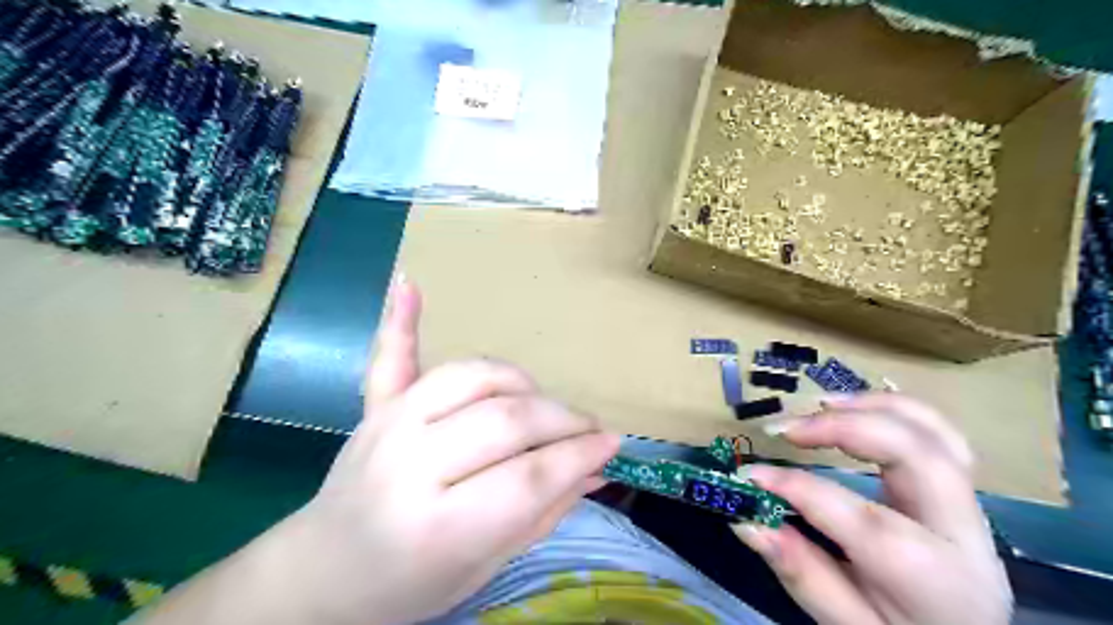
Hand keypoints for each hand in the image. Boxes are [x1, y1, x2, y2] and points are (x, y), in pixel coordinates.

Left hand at [283, 279, 617, 624]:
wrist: (323, 573)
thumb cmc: (410, 584)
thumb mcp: (486, 566)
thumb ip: (545, 511)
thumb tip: (598, 467)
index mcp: (437, 527)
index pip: (529, 477)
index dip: (579, 455)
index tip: (612, 444)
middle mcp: (410, 466)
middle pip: (506, 421)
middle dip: (562, 420)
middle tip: (588, 428)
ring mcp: (388, 426)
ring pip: (472, 378)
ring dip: (520, 383)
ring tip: (540, 403)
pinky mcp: (374, 407)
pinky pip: (389, 358)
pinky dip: (400, 320)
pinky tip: (408, 284)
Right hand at [737, 395, 1015, 624]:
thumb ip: (801, 573)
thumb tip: (745, 520)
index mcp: (933, 579)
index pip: (863, 520)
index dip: (798, 489)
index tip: (749, 475)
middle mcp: (962, 534)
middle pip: (916, 455)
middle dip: (844, 428)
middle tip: (786, 430)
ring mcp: (968, 506)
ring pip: (935, 432)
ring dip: (871, 406)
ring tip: (817, 405)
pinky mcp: (959, 489)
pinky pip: (938, 433)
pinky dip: (893, 409)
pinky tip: (851, 408)